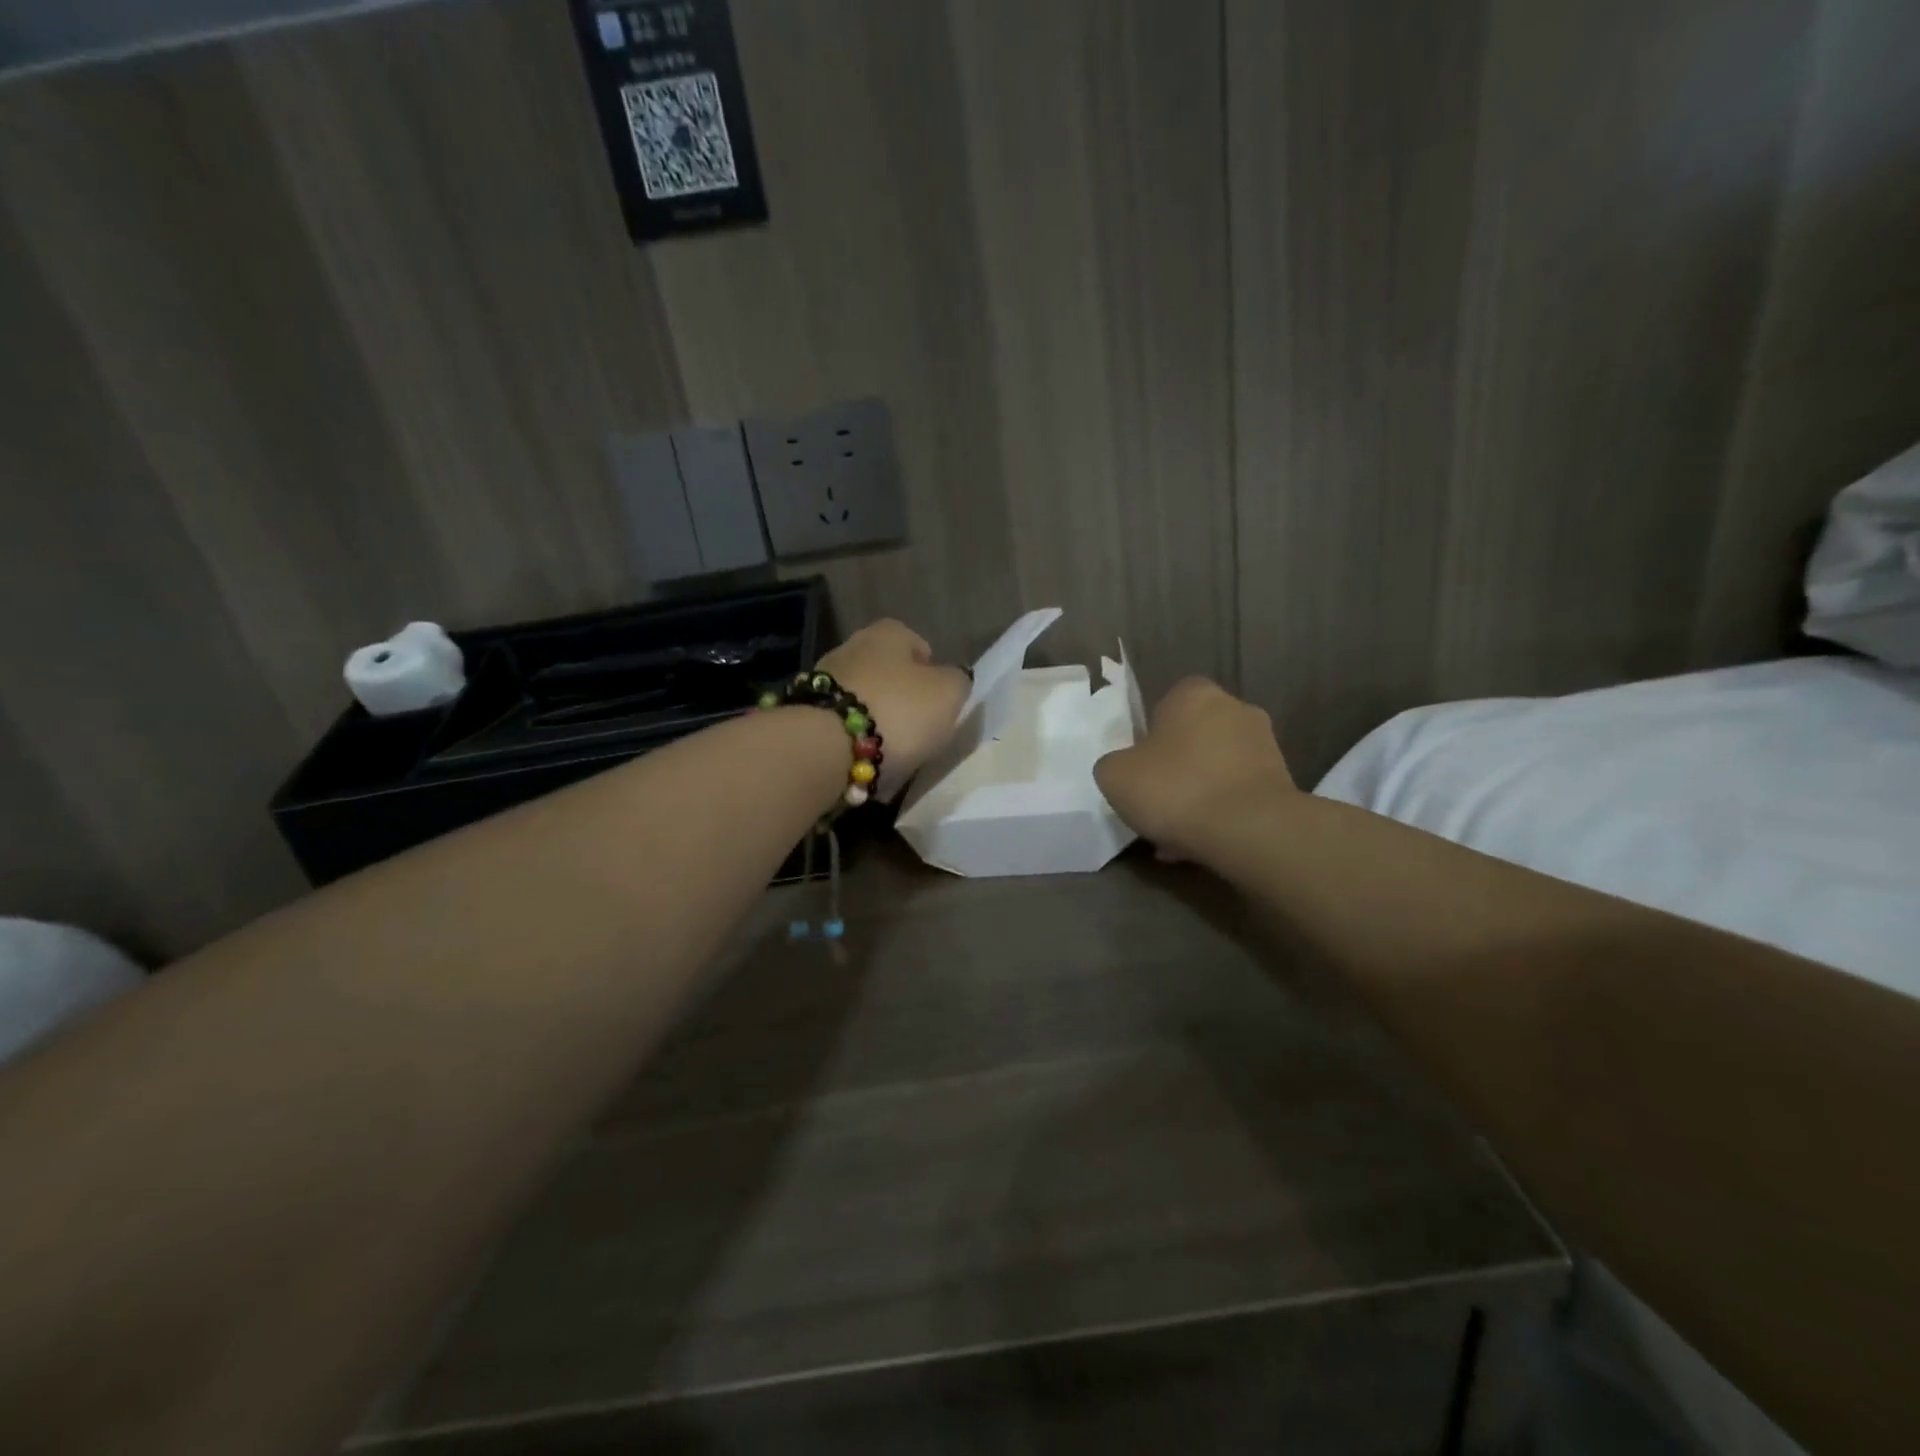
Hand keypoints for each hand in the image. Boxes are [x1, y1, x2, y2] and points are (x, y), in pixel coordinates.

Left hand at [818, 620, 970, 798]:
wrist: (826, 748)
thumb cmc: (898, 711)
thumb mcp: (948, 694)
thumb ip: (957, 682)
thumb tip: (951, 681)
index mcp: (888, 634)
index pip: (916, 643)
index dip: (930, 669)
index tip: (938, 700)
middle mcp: (851, 648)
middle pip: (885, 672)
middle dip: (901, 697)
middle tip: (918, 729)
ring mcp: (823, 682)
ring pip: (861, 700)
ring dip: (876, 722)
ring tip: (892, 753)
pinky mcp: (806, 716)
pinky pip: (841, 728)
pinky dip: (853, 742)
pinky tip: (864, 762)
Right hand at [1094, 677, 1296, 861]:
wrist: (1250, 830)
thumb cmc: (1176, 789)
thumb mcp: (1114, 776)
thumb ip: (1113, 764)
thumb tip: (1124, 768)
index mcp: (1193, 693)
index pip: (1164, 705)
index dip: (1148, 738)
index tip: (1140, 769)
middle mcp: (1235, 708)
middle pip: (1193, 737)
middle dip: (1176, 767)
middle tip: (1156, 803)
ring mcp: (1264, 744)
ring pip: (1216, 768)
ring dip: (1198, 793)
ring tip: (1177, 835)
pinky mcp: (1283, 780)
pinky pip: (1237, 793)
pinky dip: (1220, 812)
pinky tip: (1202, 842)